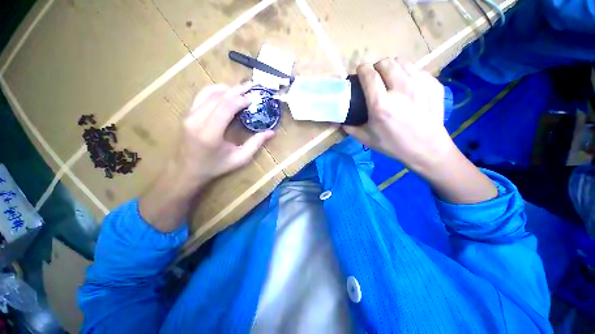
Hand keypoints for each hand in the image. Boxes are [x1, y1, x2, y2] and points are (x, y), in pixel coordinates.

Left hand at [140, 83, 273, 230]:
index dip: (241, 99)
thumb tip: (271, 132)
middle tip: (251, 86)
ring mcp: (189, 115)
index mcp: (210, 133)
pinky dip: (215, 91)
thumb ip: (255, 144)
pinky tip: (225, 92)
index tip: (253, 98)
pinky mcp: (187, 114)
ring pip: (208, 93)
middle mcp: (197, 120)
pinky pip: (201, 96)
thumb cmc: (215, 167)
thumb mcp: (239, 159)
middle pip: (218, 97)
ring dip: (226, 89)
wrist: (187, 171)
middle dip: (236, 90)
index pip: (225, 107)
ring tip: (241, 89)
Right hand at [344, 58, 453, 173]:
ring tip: (391, 80)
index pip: (369, 74)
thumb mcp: (366, 139)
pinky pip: (416, 70)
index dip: (362, 69)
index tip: (360, 72)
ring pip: (402, 62)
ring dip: (392, 68)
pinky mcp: (434, 84)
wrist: (426, 149)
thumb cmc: (392, 145)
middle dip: (376, 67)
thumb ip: (350, 127)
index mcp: (380, 105)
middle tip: (375, 78)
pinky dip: (408, 75)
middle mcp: (400, 89)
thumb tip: (339, 120)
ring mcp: (420, 84)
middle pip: (385, 63)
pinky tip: (407, 88)